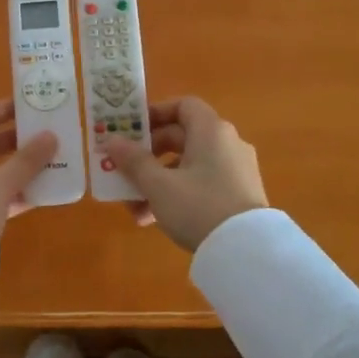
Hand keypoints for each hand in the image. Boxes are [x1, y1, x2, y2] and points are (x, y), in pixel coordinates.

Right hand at [100, 96, 267, 250]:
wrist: (246, 252)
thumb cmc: (198, 207)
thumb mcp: (158, 185)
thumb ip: (134, 161)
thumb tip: (112, 141)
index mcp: (211, 131)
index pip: (183, 106)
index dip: (156, 113)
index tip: (132, 130)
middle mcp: (227, 143)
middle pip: (182, 137)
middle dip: (148, 156)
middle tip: (125, 170)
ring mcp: (236, 170)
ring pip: (188, 166)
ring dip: (158, 182)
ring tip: (134, 208)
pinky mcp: (239, 195)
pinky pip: (202, 184)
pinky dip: (178, 194)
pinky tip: (154, 220)